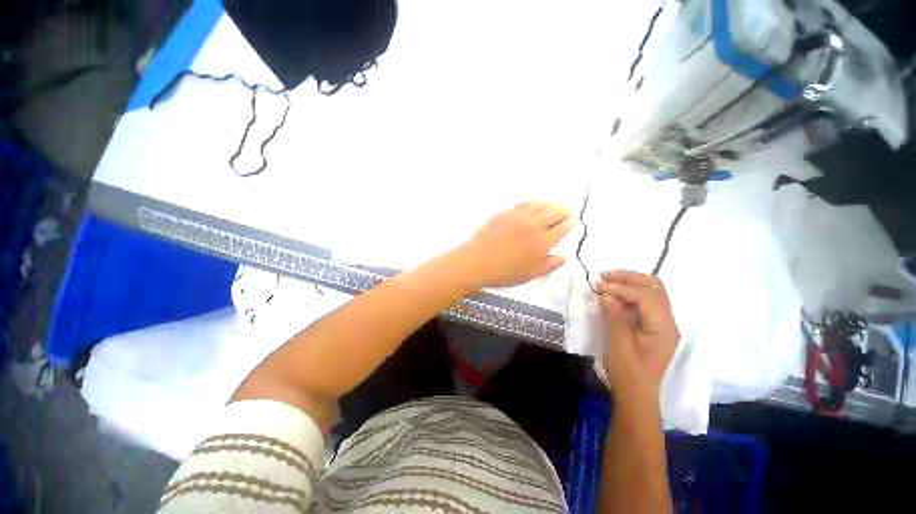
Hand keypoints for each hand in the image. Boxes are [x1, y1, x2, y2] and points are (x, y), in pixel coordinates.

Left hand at [457, 201, 573, 287]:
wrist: (476, 261)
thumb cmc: (505, 272)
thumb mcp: (530, 274)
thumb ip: (550, 265)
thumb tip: (565, 258)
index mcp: (542, 241)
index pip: (562, 227)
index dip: (569, 223)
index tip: (572, 221)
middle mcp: (533, 225)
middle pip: (554, 212)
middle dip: (564, 209)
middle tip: (568, 208)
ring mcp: (518, 216)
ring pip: (539, 204)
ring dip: (550, 203)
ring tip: (554, 204)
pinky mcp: (505, 213)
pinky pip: (523, 203)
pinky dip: (533, 202)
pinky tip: (535, 203)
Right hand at [596, 270, 678, 399]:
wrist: (636, 394)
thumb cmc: (627, 372)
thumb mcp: (617, 344)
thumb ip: (613, 316)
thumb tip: (605, 293)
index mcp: (663, 328)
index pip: (646, 296)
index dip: (621, 288)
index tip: (598, 286)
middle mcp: (668, 322)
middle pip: (655, 288)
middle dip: (629, 278)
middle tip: (605, 276)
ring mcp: (663, 323)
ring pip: (652, 292)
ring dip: (631, 282)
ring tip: (608, 281)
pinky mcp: (654, 326)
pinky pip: (646, 301)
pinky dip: (630, 293)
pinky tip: (615, 294)